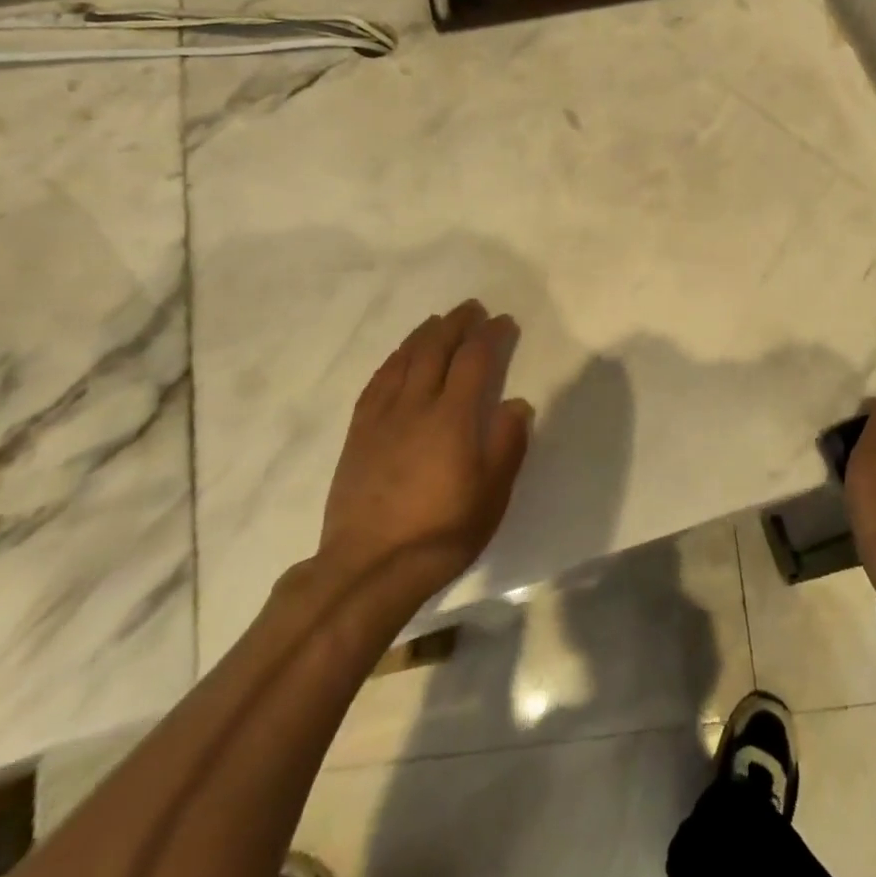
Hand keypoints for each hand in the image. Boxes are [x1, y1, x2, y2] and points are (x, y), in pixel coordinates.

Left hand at [313, 300, 533, 615]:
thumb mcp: (491, 494)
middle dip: (456, 324)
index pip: (475, 360)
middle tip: (471, 309)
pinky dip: (393, 361)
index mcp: (452, 416)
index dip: (490, 335)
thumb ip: (507, 444)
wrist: (369, 568)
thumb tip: (517, 403)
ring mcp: (382, 417)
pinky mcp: (358, 434)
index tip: (503, 321)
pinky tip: (398, 358)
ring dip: (424, 334)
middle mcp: (416, 405)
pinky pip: (376, 382)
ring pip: (403, 360)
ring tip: (438, 322)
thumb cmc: (441, 533)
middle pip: (436, 349)